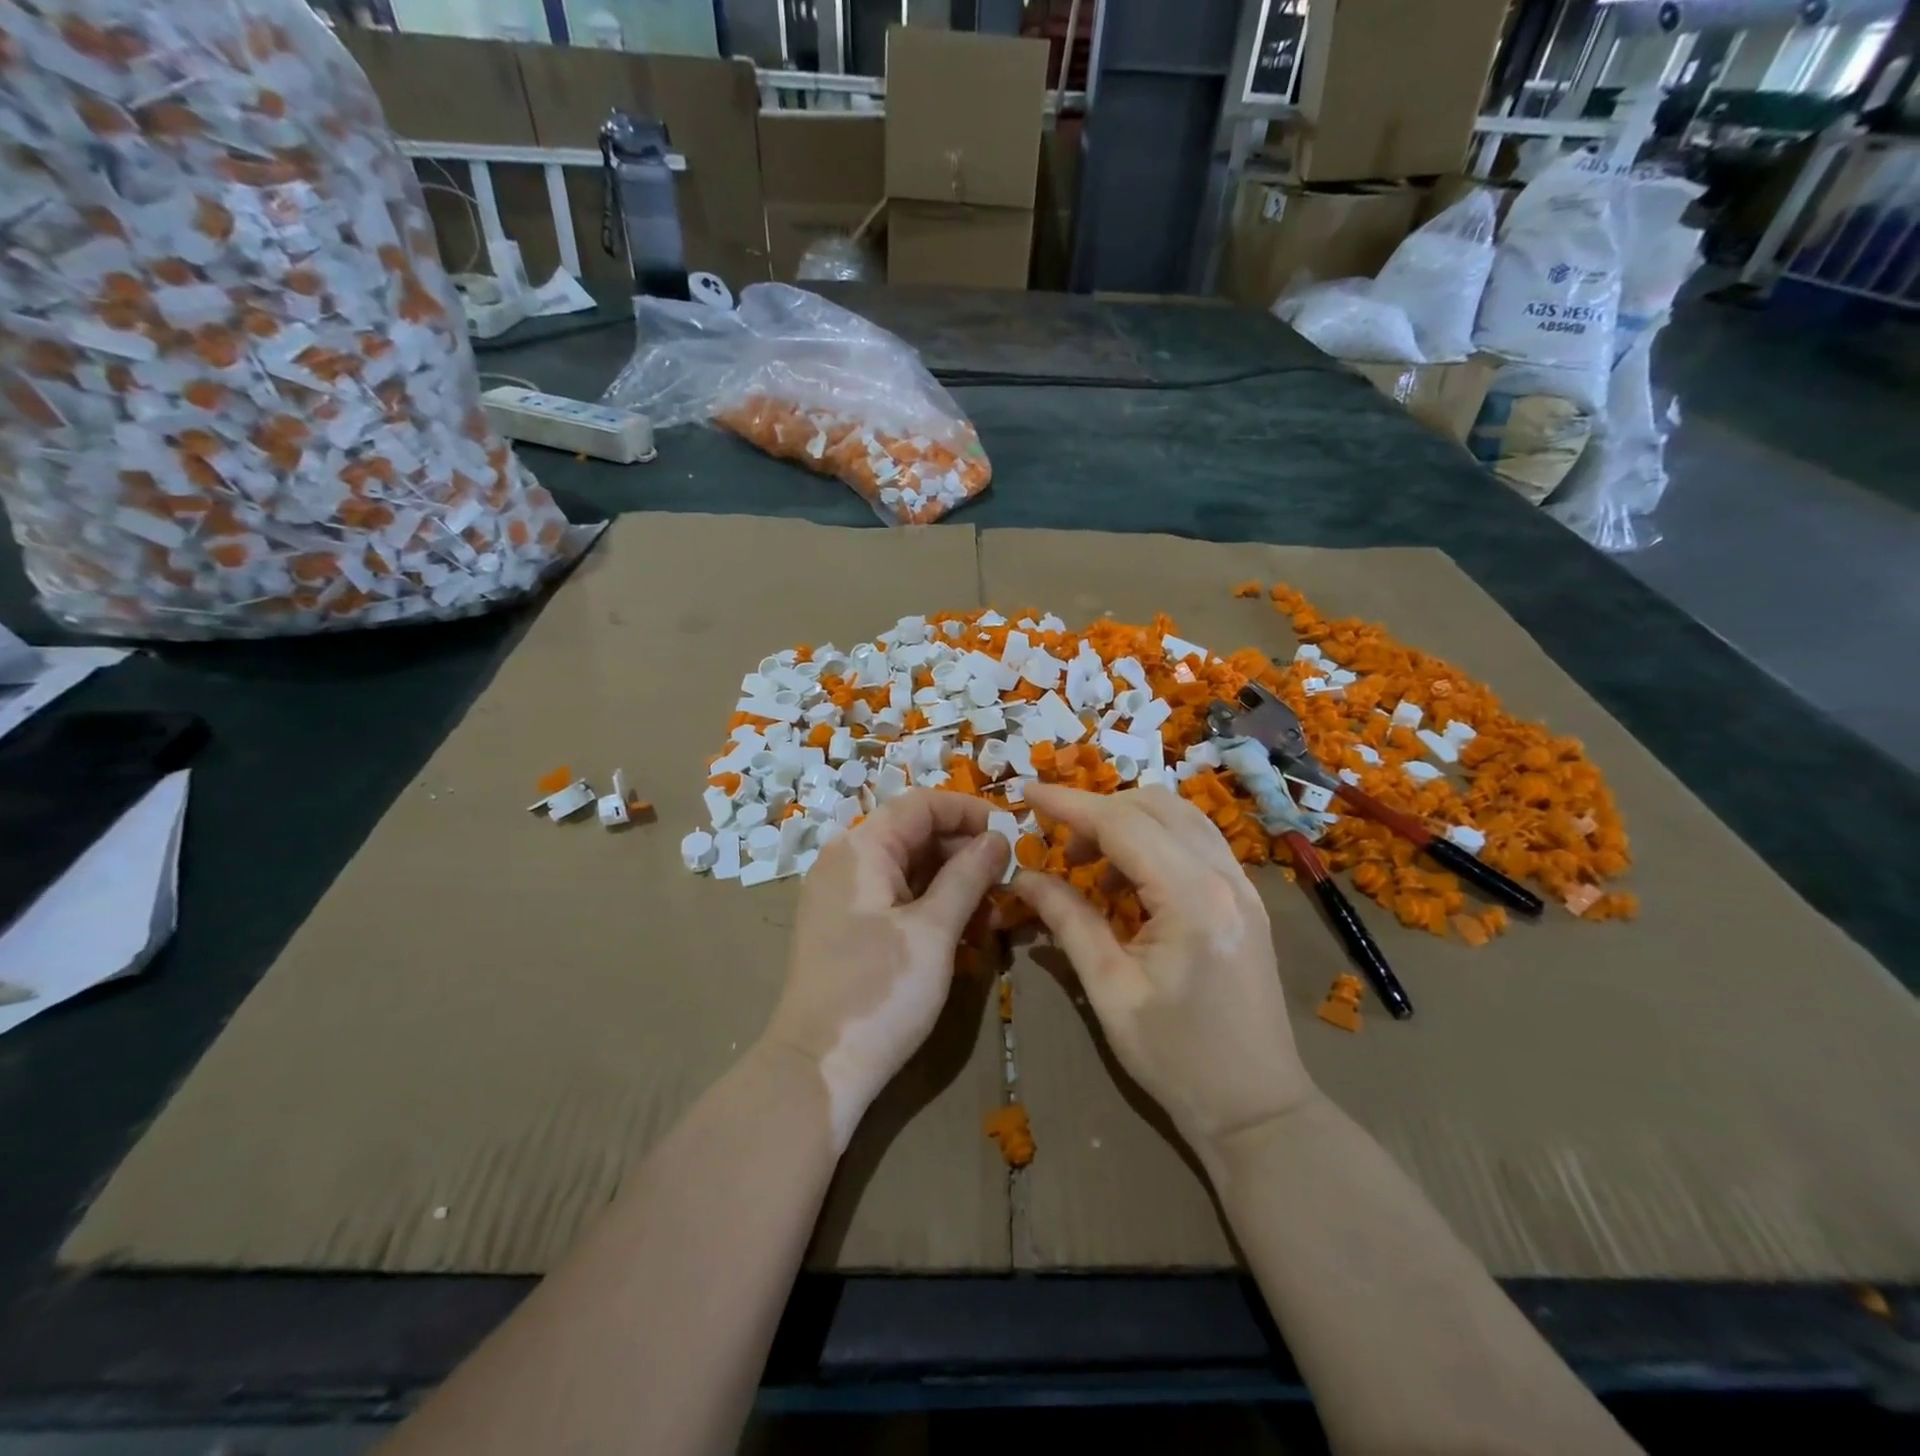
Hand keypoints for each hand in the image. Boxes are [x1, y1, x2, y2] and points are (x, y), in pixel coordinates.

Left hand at [767, 789, 1010, 1151]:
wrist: (816, 1069)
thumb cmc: (879, 991)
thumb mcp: (934, 931)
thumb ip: (968, 876)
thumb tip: (997, 838)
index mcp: (862, 847)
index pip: (922, 804)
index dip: (969, 812)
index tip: (1013, 835)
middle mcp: (847, 860)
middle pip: (916, 835)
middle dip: (965, 853)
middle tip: (1008, 883)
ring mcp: (844, 896)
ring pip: (909, 870)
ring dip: (954, 885)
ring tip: (993, 917)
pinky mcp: (847, 928)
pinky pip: (897, 899)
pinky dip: (931, 908)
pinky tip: (964, 934)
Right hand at [1012, 784, 1318, 1159]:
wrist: (1258, 1110)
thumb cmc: (1177, 1060)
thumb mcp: (1109, 990)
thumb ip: (1067, 920)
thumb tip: (1023, 877)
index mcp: (1192, 898)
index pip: (1123, 824)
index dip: (1070, 803)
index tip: (1027, 792)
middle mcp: (1225, 877)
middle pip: (1154, 806)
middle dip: (1098, 811)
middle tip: (1058, 846)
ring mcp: (1243, 886)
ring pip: (1179, 817)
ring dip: (1128, 822)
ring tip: (1089, 864)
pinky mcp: (1245, 899)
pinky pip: (1195, 842)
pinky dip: (1154, 841)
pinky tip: (1129, 880)